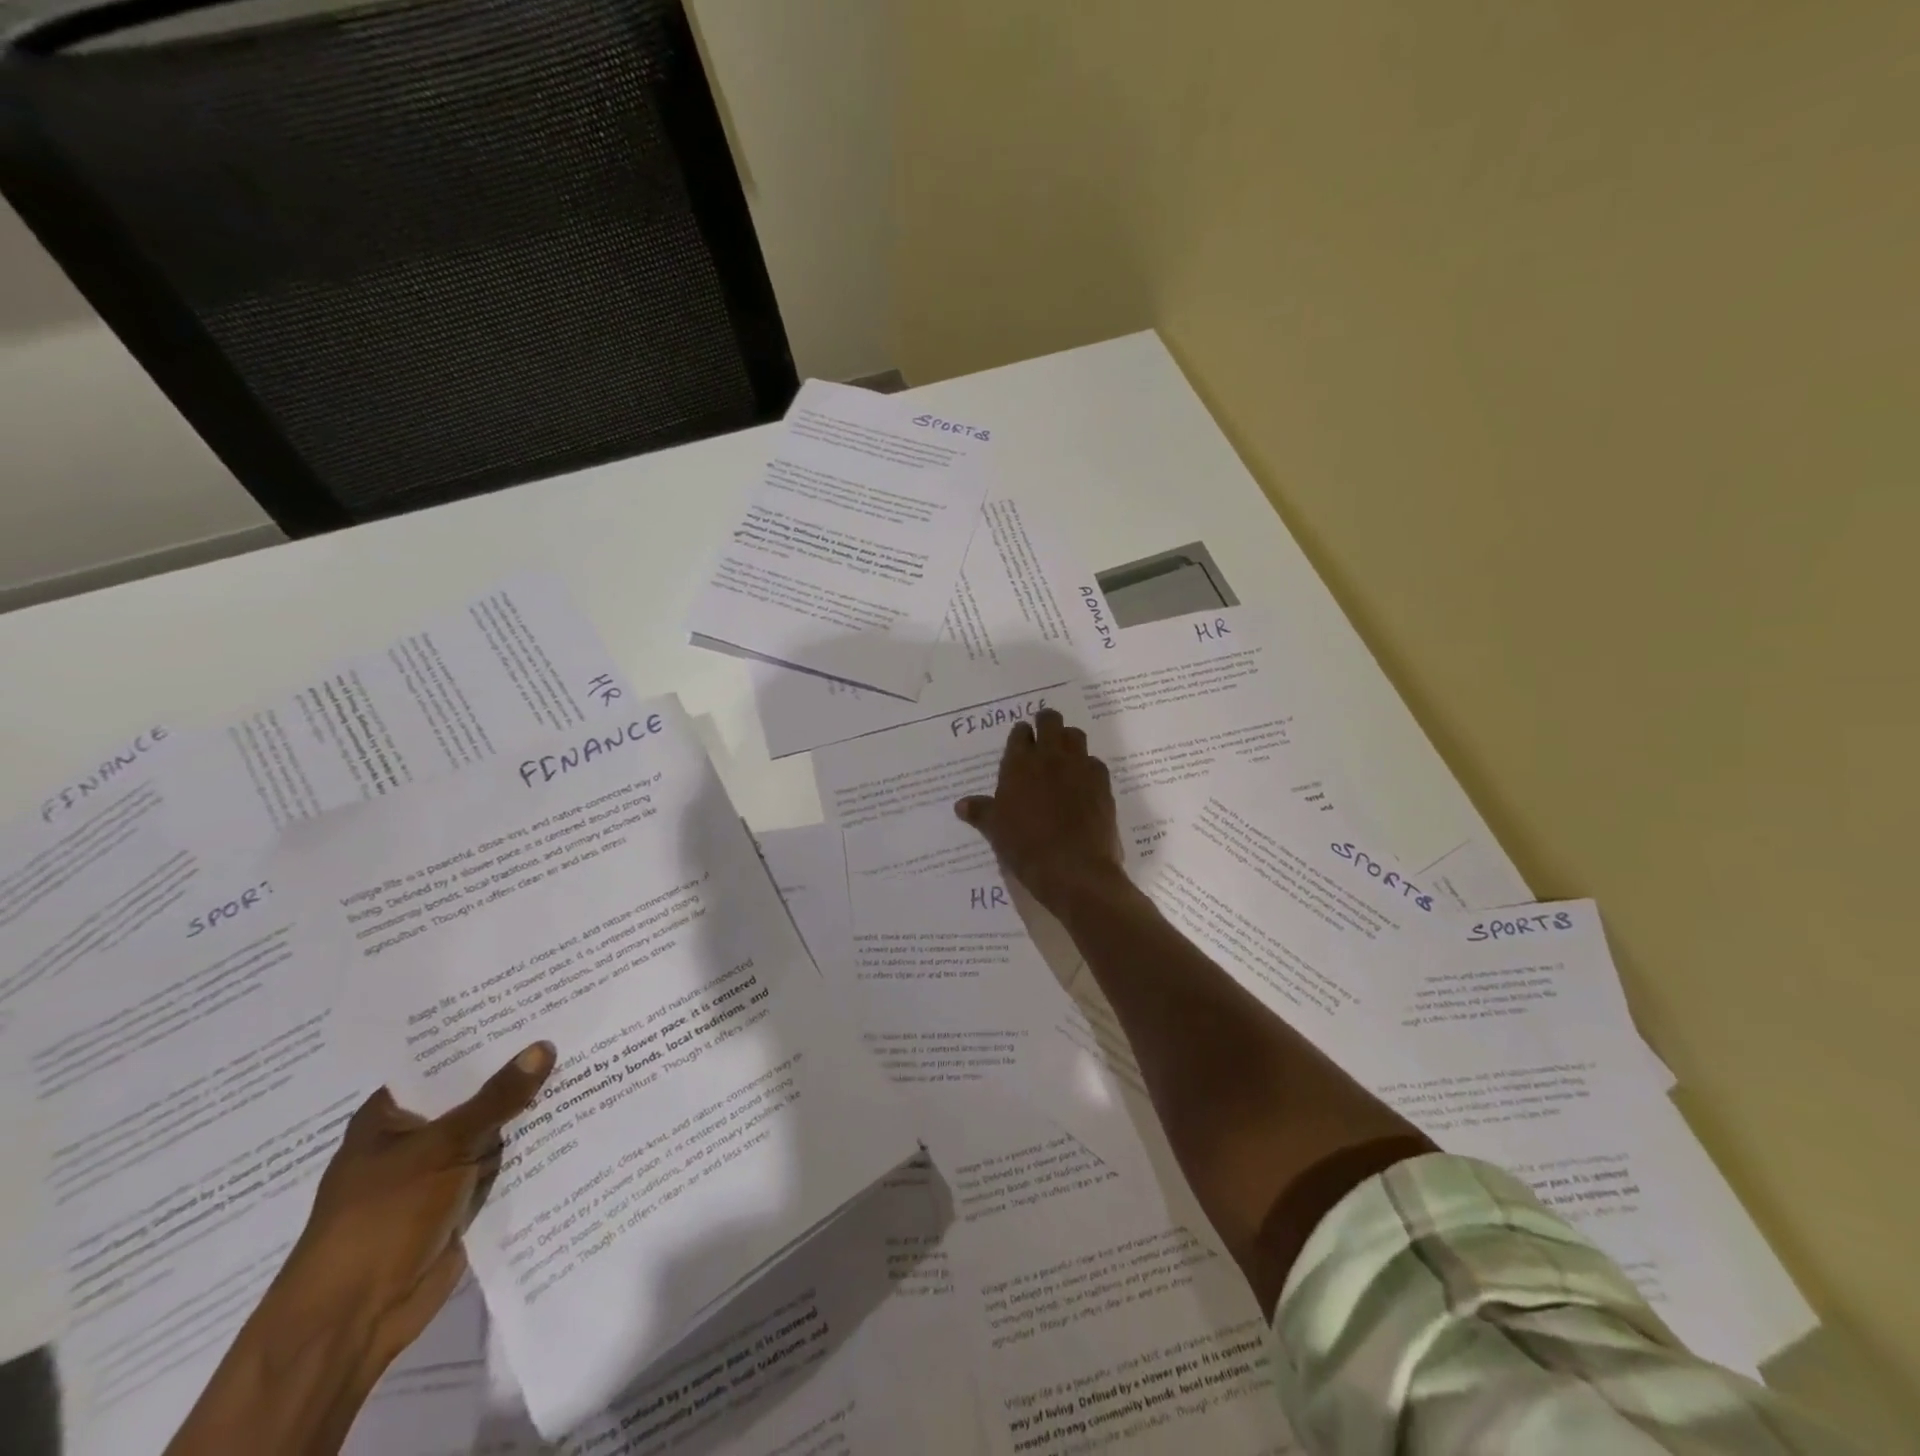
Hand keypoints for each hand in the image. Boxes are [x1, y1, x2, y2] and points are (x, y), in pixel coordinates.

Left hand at [269, 1042, 556, 1372]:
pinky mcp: (466, 1198)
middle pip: (476, 1092)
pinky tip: (579, 1113)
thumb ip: (495, 1099)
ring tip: (588, 1061)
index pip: (445, 1060)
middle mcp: (418, 1135)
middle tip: (574, 1026)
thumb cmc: (378, 1219)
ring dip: (532, 1107)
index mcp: (392, 1115)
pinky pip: (507, 1160)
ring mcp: (443, 1168)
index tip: (534, 1003)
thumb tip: (544, 1046)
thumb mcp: (440, 1148)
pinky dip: (536, 1144)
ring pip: (496, 1126)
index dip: (486, 1034)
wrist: (353, 1320)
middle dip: (519, 1069)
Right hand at [954, 708, 1125, 915]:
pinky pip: (1095, 763)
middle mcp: (1050, 756)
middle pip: (1050, 721)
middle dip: (1046, 723)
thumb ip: (980, 812)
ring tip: (1063, 756)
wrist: (1074, 868)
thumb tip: (961, 805)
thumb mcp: (996, 830)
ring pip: (1075, 736)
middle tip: (1043, 736)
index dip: (1020, 735)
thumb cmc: (1026, 847)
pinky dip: (1087, 767)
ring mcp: (1079, 767)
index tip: (1021, 742)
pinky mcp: (1102, 783)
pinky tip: (1083, 784)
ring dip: (1068, 740)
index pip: (1020, 733)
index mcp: (1019, 763)